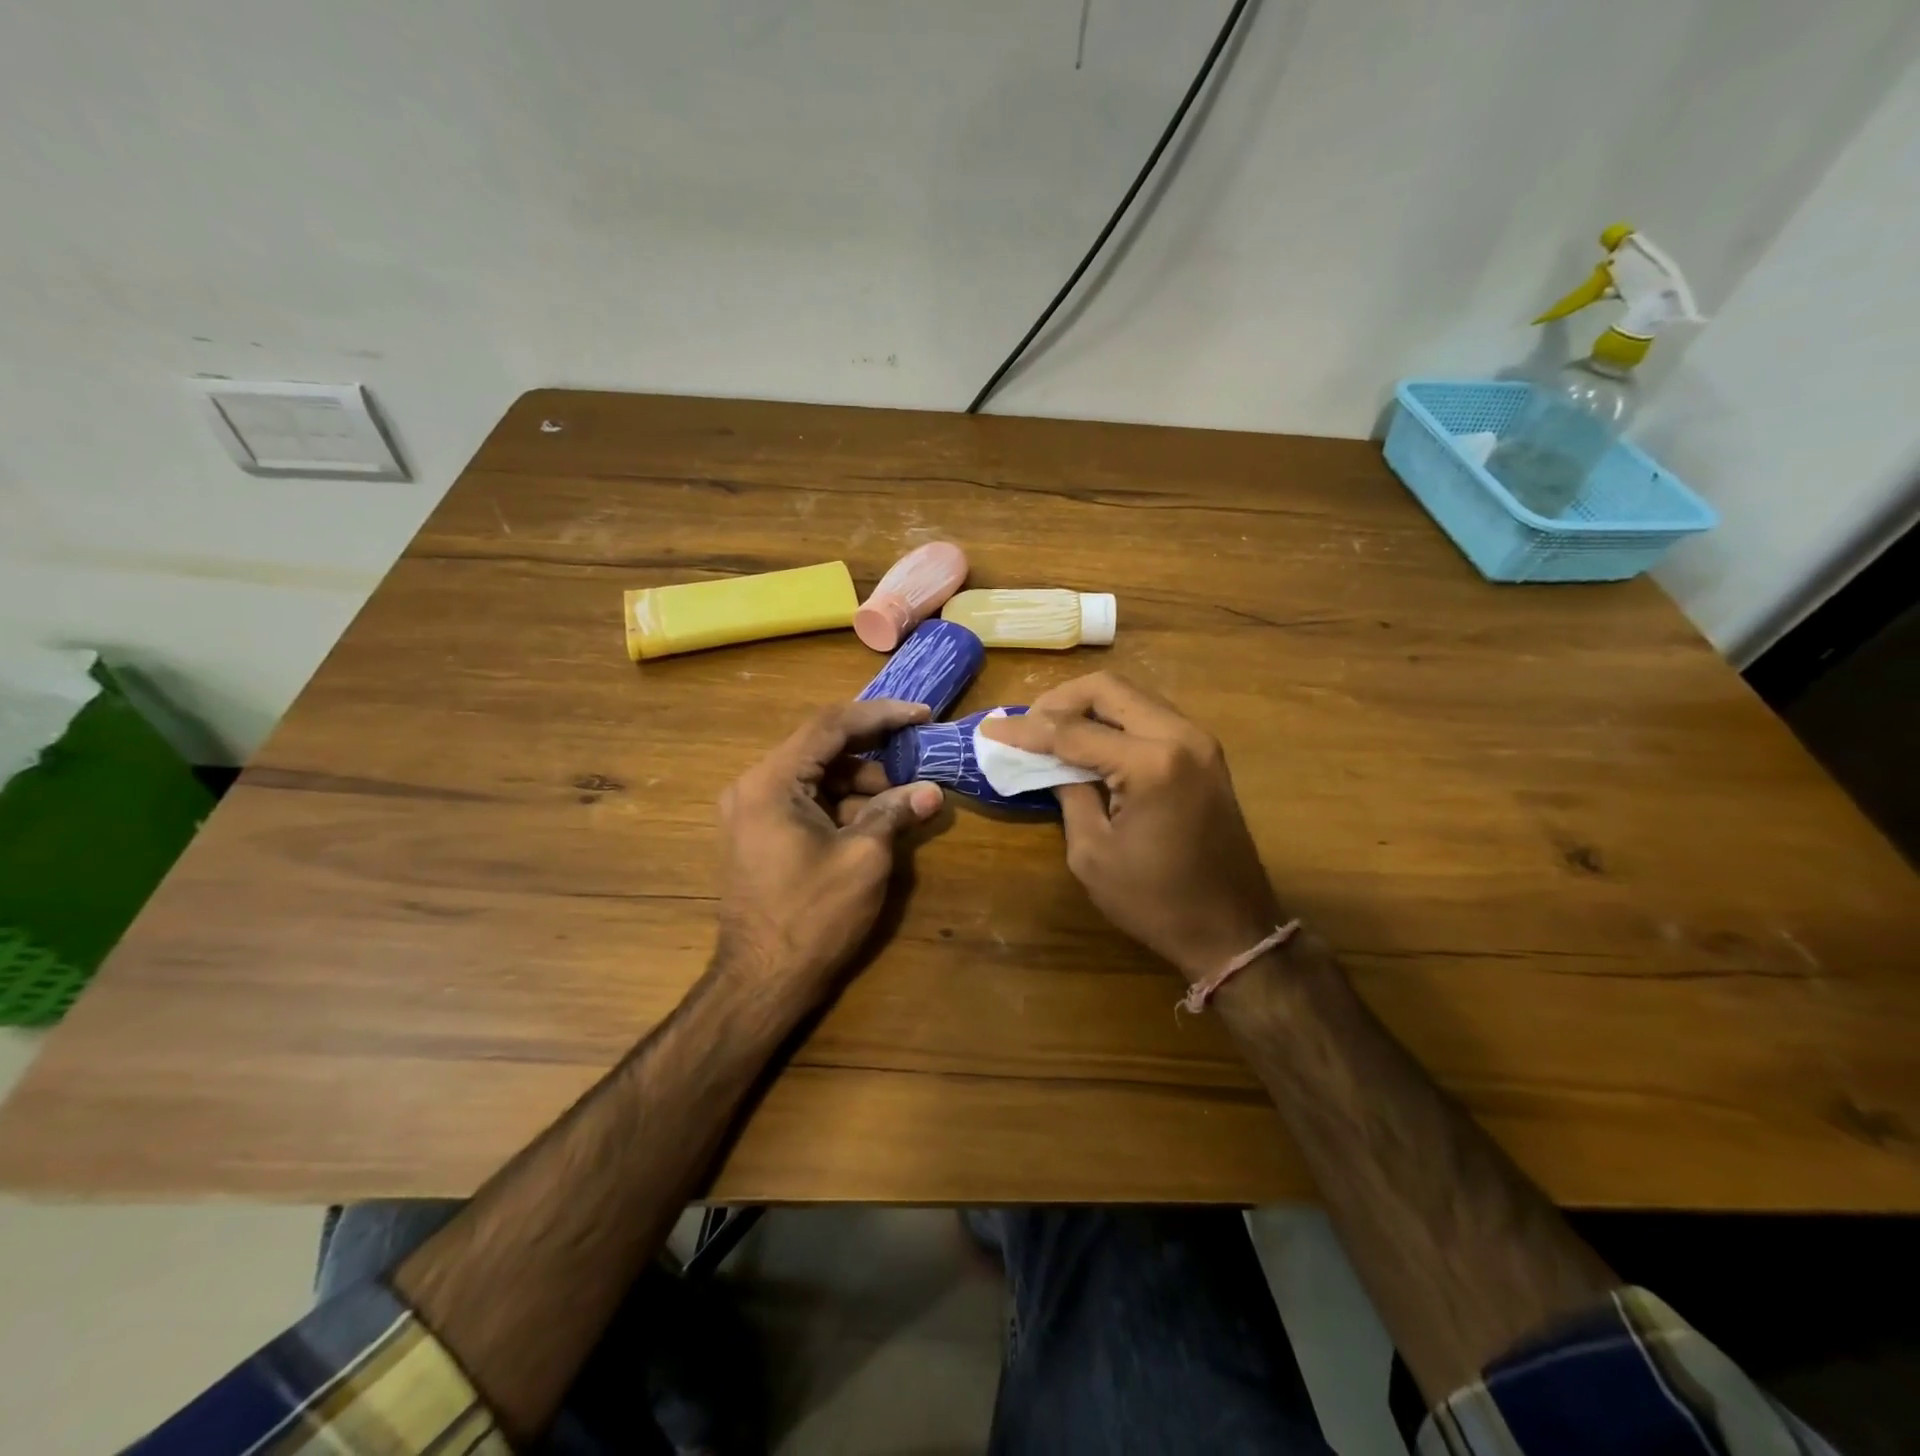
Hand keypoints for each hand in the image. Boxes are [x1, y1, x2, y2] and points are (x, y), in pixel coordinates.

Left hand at [716, 699, 943, 1000]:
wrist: (761, 983)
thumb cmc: (813, 917)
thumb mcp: (864, 858)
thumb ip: (896, 813)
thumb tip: (933, 791)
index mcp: (772, 782)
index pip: (831, 725)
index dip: (881, 715)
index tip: (922, 716)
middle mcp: (754, 786)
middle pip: (822, 749)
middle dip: (874, 757)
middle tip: (916, 772)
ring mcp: (751, 811)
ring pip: (816, 776)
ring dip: (860, 785)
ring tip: (900, 808)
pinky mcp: (758, 834)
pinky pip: (805, 801)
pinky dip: (841, 806)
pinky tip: (873, 827)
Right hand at [979, 673, 1280, 983]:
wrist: (1231, 929)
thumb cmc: (1155, 901)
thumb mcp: (1093, 852)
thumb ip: (1069, 794)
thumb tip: (1051, 763)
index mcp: (1152, 763)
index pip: (1074, 731)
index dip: (1026, 730)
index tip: (990, 729)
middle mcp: (1181, 736)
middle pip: (1108, 689)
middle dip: (1059, 701)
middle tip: (1026, 726)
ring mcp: (1200, 740)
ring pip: (1132, 696)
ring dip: (1088, 707)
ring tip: (1051, 732)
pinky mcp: (1206, 753)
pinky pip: (1150, 716)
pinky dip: (1115, 720)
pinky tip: (1090, 742)